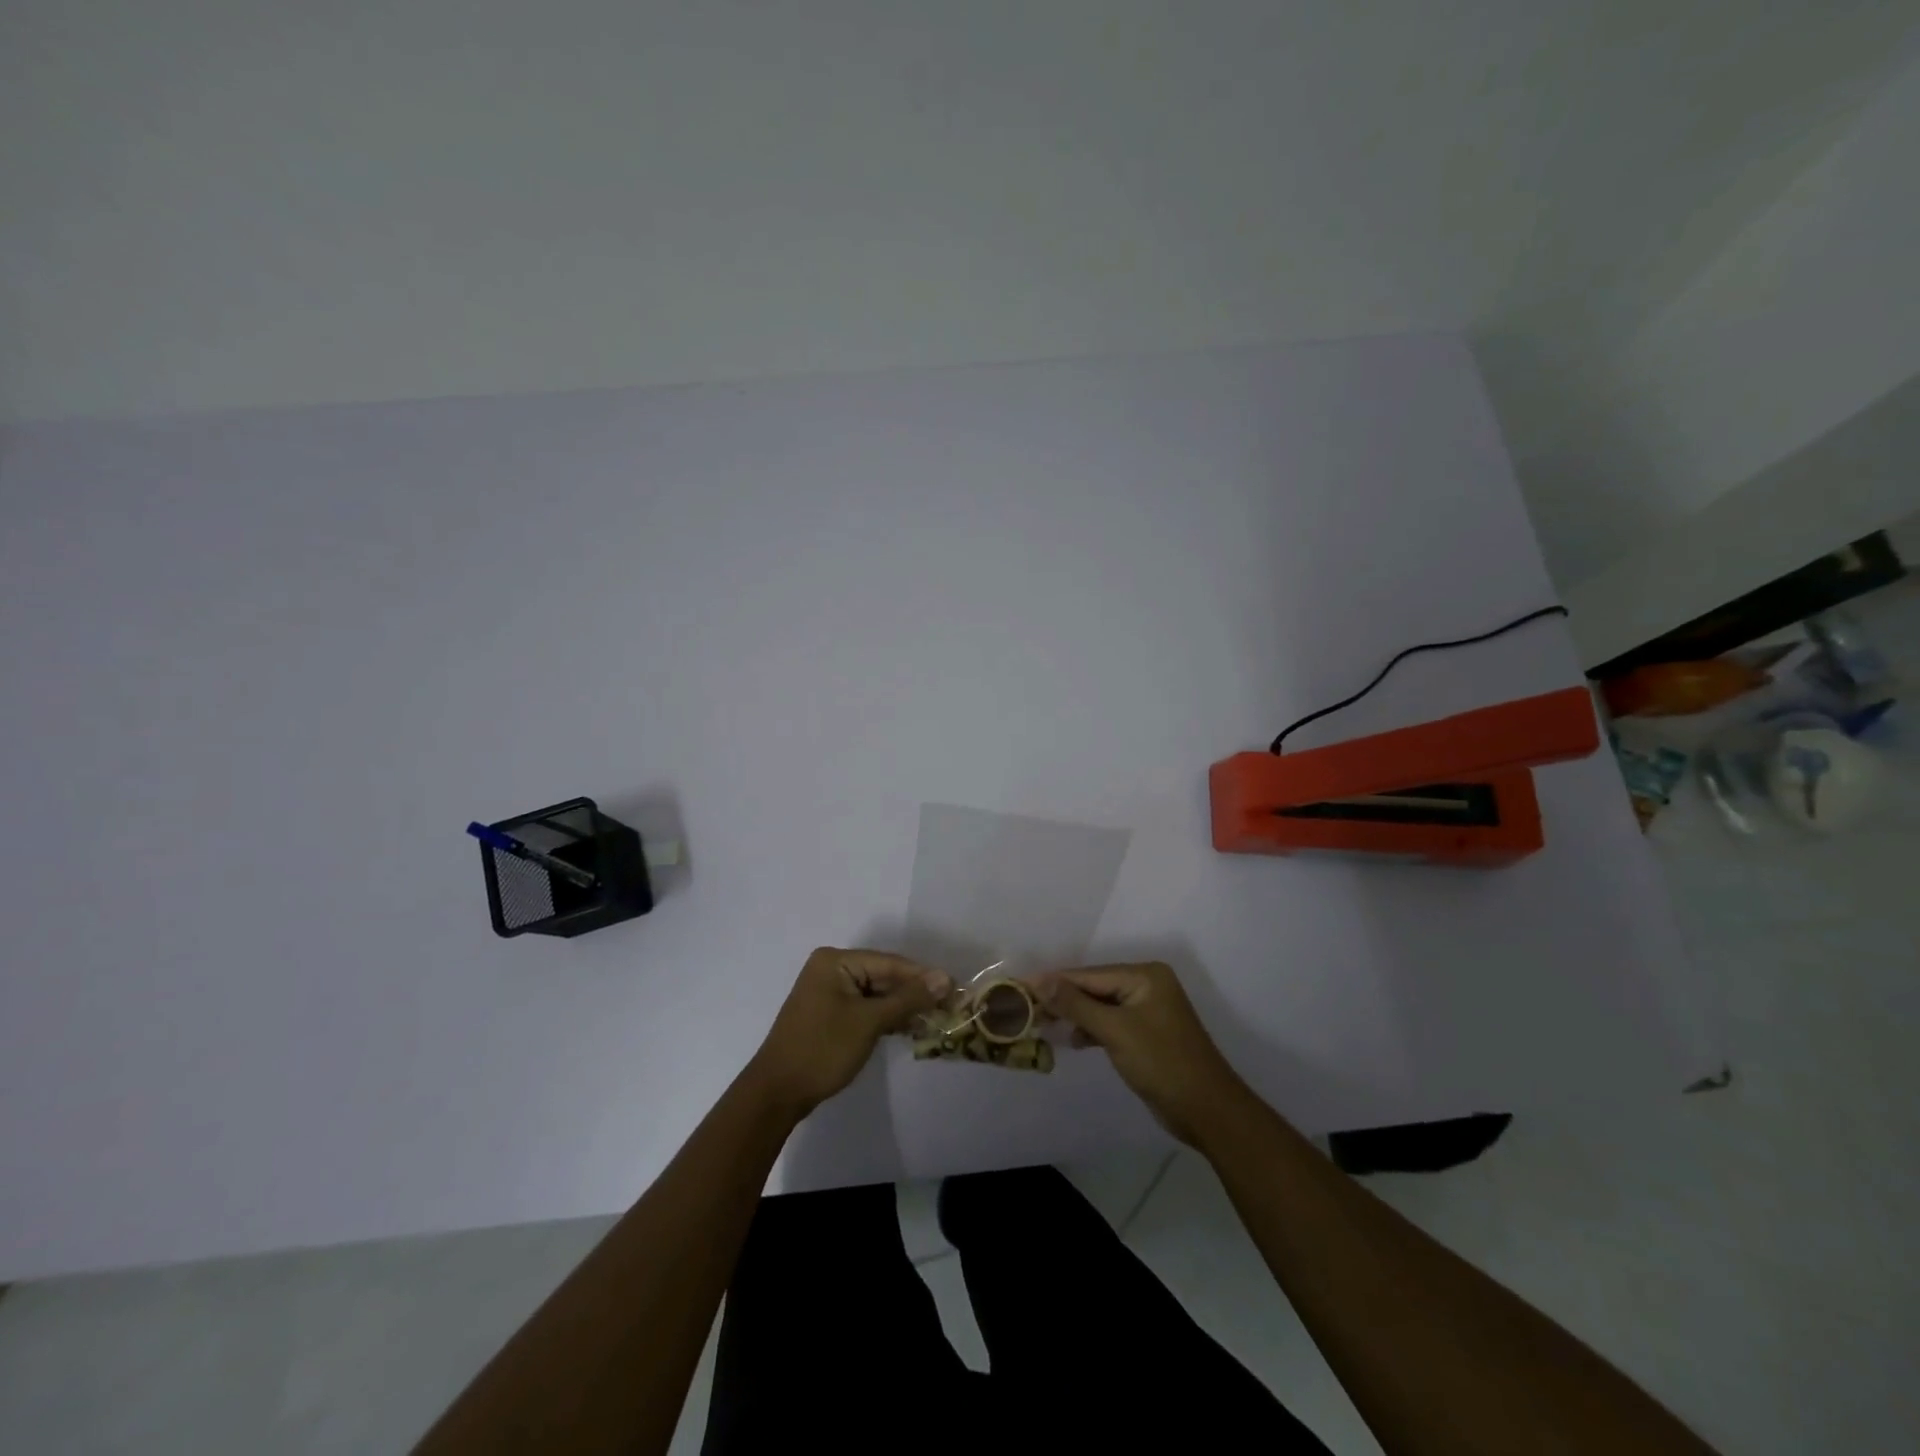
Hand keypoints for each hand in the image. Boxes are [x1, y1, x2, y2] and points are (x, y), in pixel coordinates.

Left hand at [746, 948, 948, 1117]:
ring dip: (903, 1007)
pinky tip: (911, 1028)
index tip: (955, 988)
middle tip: (950, 1006)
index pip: (889, 963)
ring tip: (937, 1018)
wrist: (777, 1093)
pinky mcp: (830, 1015)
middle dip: (914, 993)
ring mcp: (829, 993)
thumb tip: (945, 978)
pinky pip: (866, 1008)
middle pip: (884, 976)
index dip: (923, 976)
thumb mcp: (869, 1021)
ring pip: (877, 994)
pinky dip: (886, 1018)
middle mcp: (831, 969)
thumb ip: (908, 998)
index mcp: (835, 960)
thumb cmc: (823, 1049)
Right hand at [1034, 962, 1249, 1144]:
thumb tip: (1040, 980)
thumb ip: (1076, 1004)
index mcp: (1145, 975)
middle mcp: (1147, 985)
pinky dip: (1092, 1030)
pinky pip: (1111, 1023)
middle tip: (1027, 1008)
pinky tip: (1074, 1040)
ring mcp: (1149, 1010)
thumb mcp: (1115, 1030)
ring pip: (1101, 1006)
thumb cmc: (1162, 1062)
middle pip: (1094, 987)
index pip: (1089, 974)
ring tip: (1043, 1024)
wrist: (1207, 1110)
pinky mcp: (1147, 1034)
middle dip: (1063, 999)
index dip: (1055, 981)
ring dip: (1075, 1016)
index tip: (1021, 986)